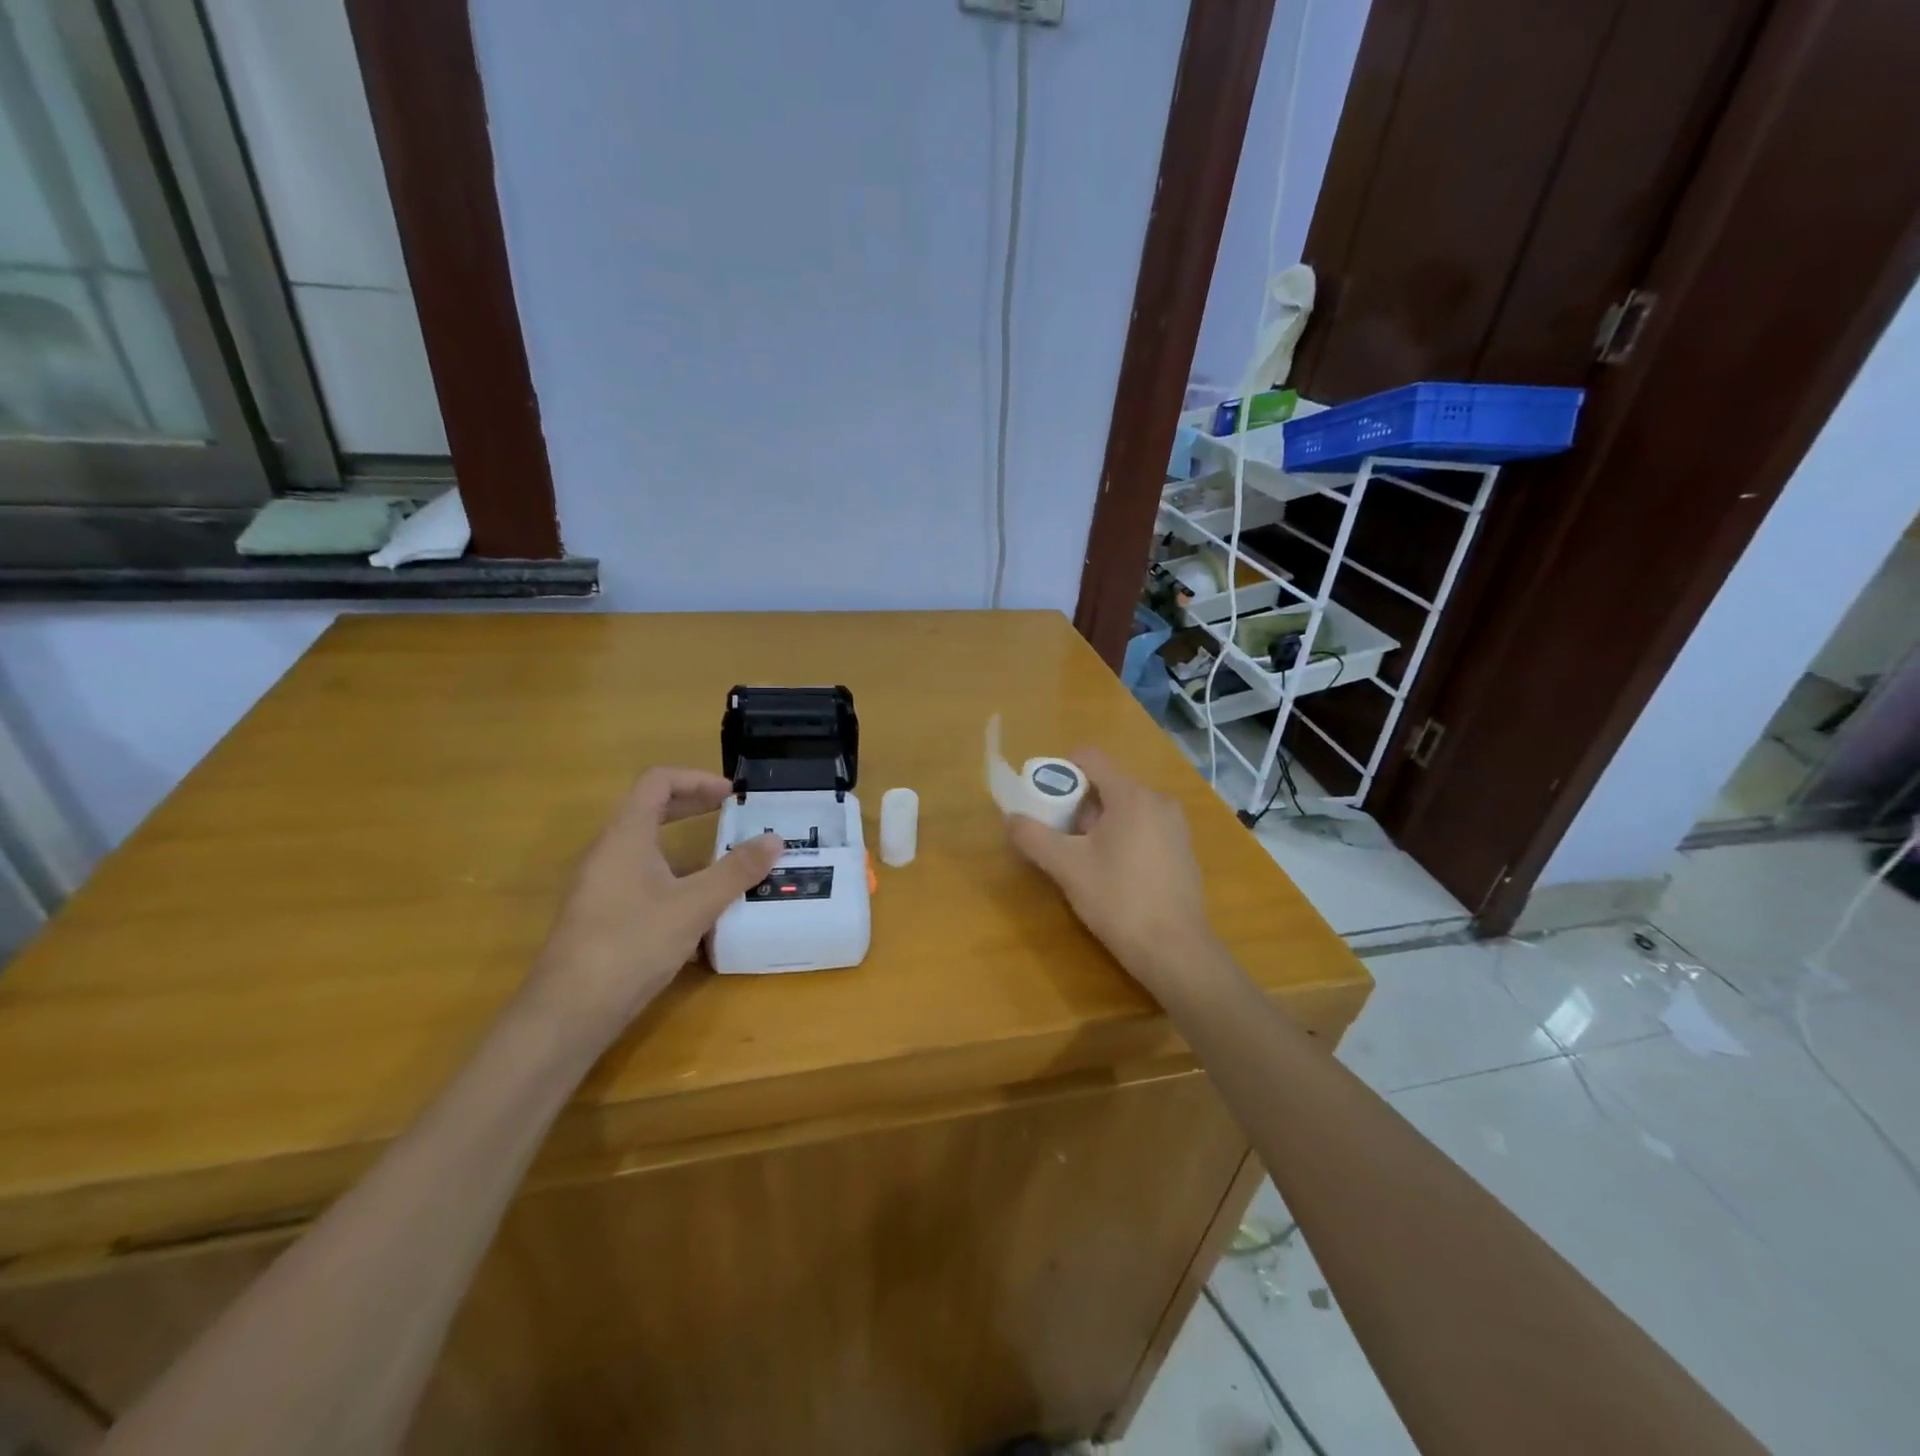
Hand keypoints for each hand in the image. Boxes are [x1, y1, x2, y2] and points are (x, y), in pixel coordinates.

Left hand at [521, 768, 781, 1045]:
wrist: (568, 1012)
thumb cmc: (632, 944)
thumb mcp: (695, 905)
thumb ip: (736, 870)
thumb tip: (775, 839)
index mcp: (626, 835)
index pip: (658, 782)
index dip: (697, 779)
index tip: (732, 795)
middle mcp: (608, 852)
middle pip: (651, 810)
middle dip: (695, 808)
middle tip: (734, 817)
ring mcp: (600, 884)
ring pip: (647, 849)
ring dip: (687, 848)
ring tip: (725, 864)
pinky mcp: (601, 914)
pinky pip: (642, 879)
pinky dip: (674, 879)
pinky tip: (700, 912)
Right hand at [1006, 750, 1219, 994]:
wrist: (1176, 951)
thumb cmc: (1119, 901)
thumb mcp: (1067, 868)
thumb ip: (1034, 837)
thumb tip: (1010, 818)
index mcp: (1132, 795)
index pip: (1090, 757)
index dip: (1060, 771)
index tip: (1045, 801)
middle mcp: (1158, 800)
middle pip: (1106, 783)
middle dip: (1078, 805)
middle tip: (1063, 839)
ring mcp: (1176, 825)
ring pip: (1125, 807)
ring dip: (1099, 823)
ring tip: (1086, 860)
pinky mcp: (1183, 849)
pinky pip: (1144, 826)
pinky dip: (1123, 837)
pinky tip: (1116, 874)